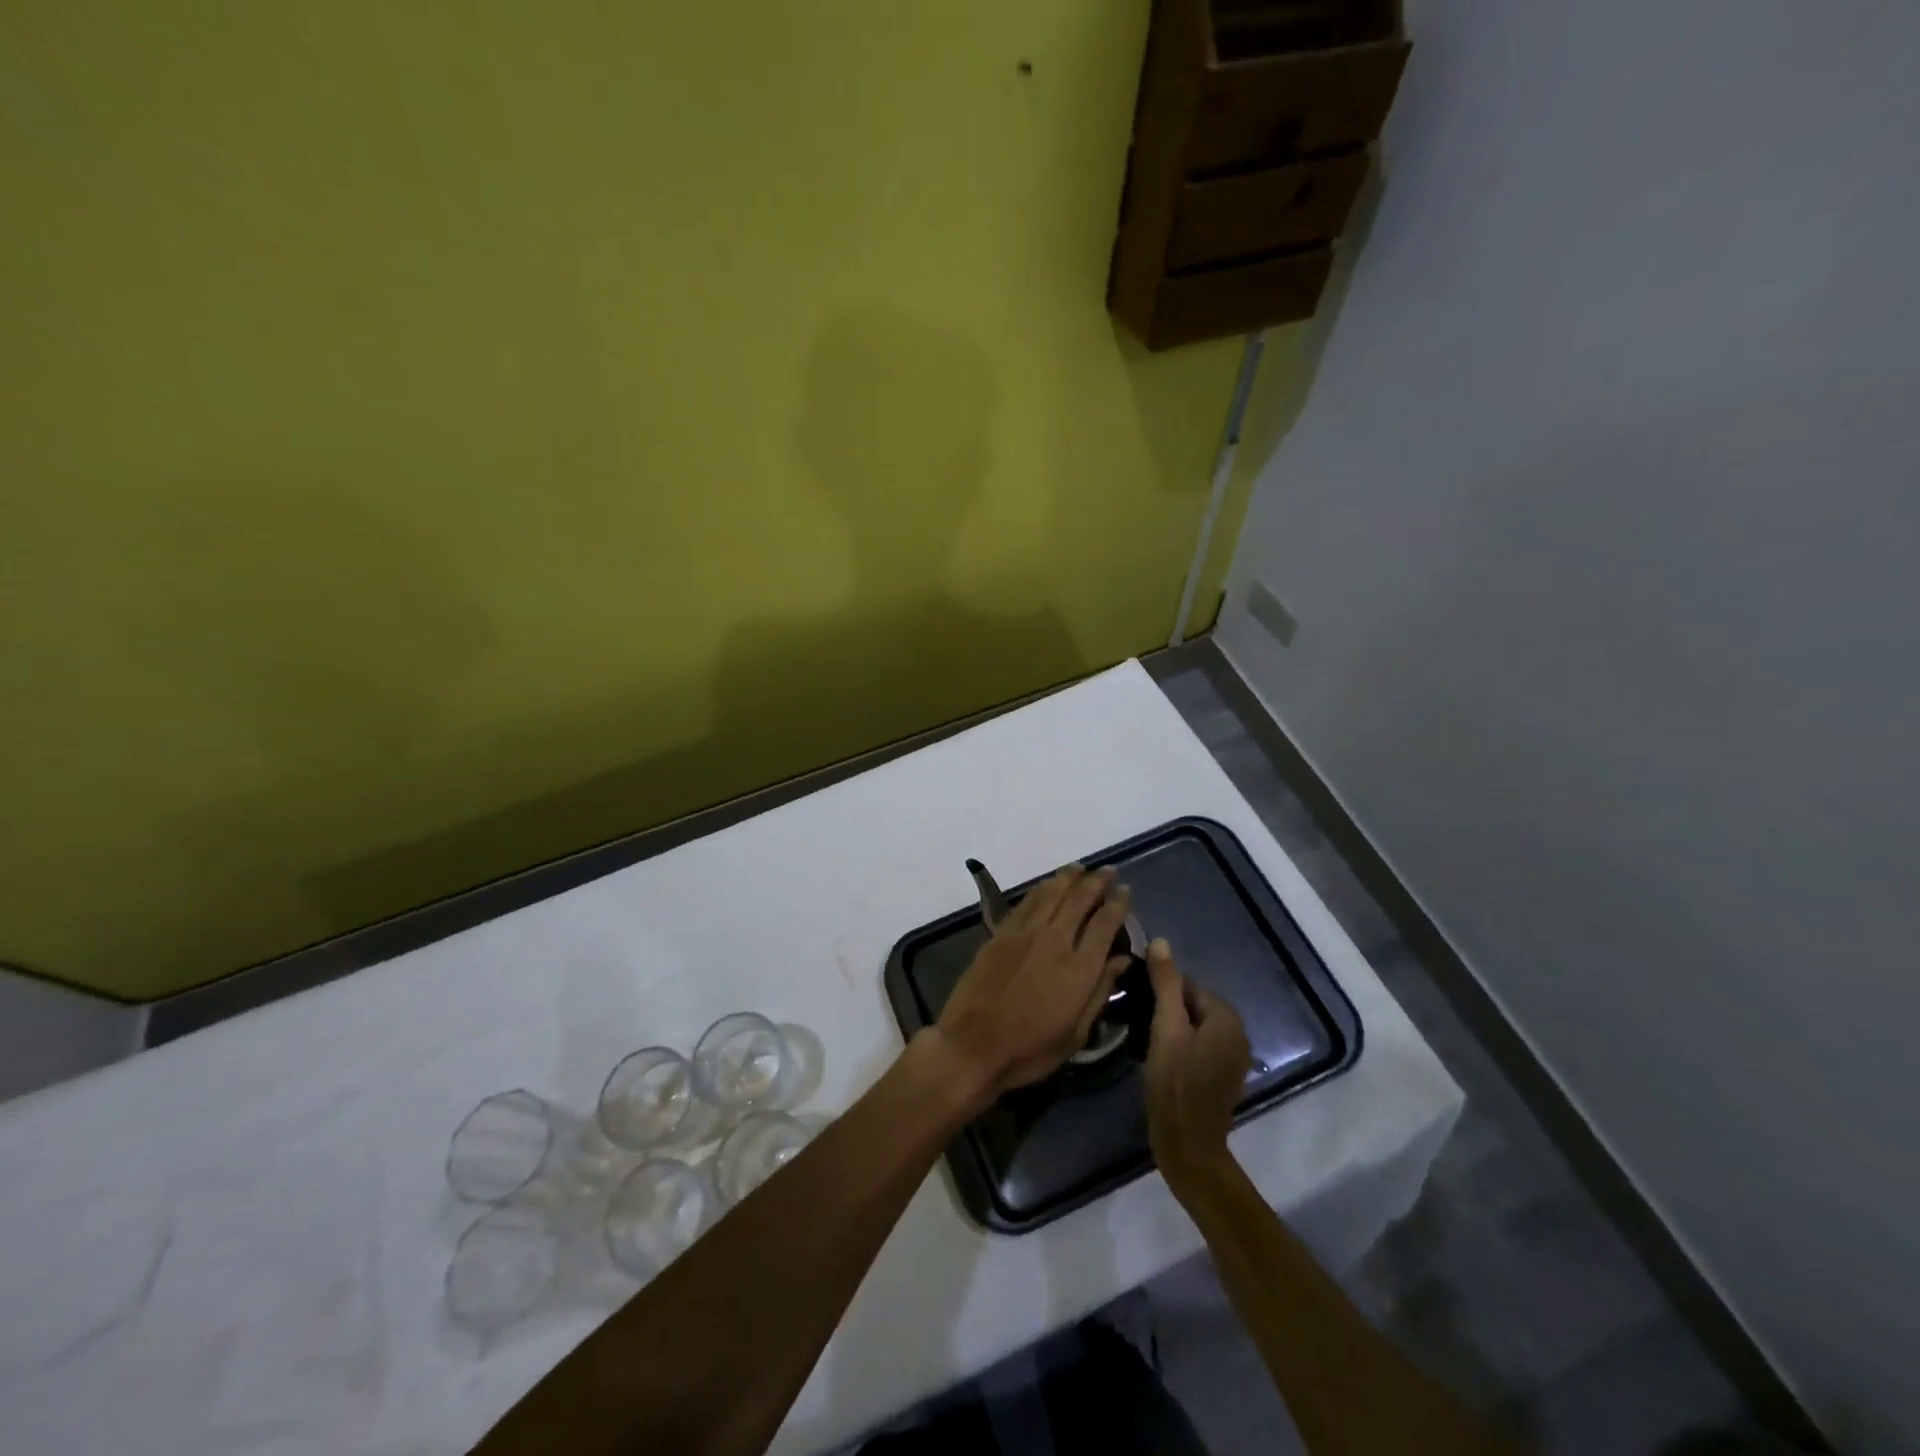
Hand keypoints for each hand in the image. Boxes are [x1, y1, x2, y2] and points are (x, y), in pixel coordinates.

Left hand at [928, 865, 1131, 1102]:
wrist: (973, 1045)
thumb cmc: (1030, 1049)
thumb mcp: (1076, 1033)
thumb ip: (1100, 991)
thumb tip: (1122, 959)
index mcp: (1079, 968)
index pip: (1105, 924)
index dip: (1118, 903)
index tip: (1125, 890)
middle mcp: (1055, 941)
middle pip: (1079, 899)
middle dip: (1096, 882)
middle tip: (1107, 870)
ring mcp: (1025, 934)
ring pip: (1051, 893)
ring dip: (1068, 877)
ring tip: (1080, 868)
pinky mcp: (1001, 933)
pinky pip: (1026, 902)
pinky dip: (1041, 889)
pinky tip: (1047, 885)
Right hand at [1144, 938, 1251, 1191]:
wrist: (1188, 1146)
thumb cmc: (1175, 1083)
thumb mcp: (1165, 1028)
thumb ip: (1165, 984)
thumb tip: (1161, 941)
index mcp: (1227, 1019)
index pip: (1189, 985)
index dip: (1161, 989)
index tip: (1136, 998)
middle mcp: (1238, 1035)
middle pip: (1194, 1005)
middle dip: (1167, 1007)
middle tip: (1137, 1018)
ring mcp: (1233, 1059)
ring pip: (1196, 1027)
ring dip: (1173, 1028)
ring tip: (1144, 1036)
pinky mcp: (1223, 1078)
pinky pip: (1200, 1047)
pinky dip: (1182, 1046)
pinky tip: (1160, 1058)